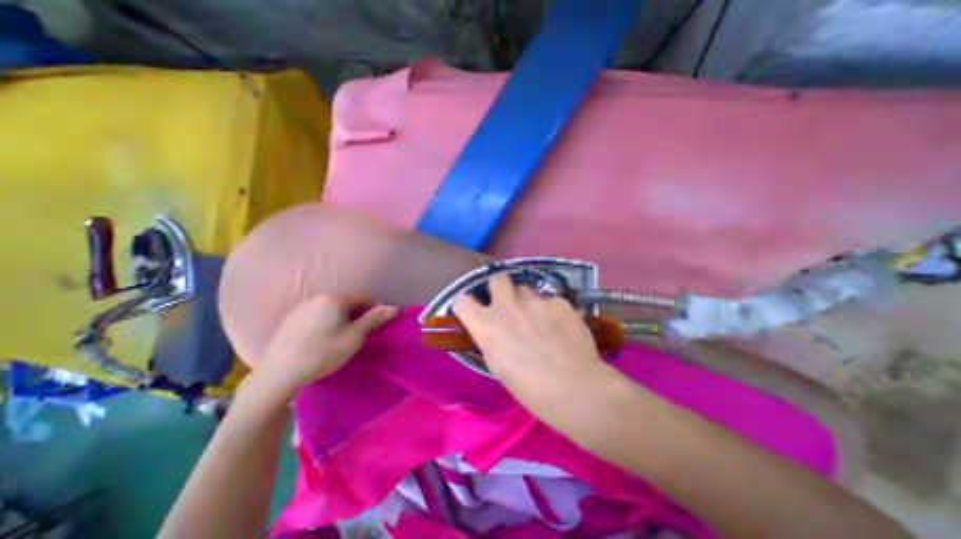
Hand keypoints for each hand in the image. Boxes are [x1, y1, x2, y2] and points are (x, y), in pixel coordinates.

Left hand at [250, 292, 397, 398]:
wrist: (278, 374)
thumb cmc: (323, 353)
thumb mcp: (354, 337)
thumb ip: (374, 319)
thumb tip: (394, 307)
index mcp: (334, 299)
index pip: (362, 297)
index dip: (374, 308)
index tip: (380, 322)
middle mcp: (317, 297)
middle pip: (346, 302)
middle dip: (358, 313)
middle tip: (363, 331)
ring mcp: (301, 308)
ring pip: (331, 308)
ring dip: (342, 317)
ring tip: (345, 335)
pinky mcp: (290, 319)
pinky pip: (317, 315)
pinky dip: (327, 321)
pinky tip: (324, 338)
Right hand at [452, 277, 615, 419]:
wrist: (575, 388)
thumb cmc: (530, 388)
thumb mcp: (498, 365)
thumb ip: (491, 338)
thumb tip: (493, 328)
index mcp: (486, 325)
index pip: (462, 301)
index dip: (466, 305)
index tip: (474, 311)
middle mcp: (507, 305)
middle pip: (497, 278)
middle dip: (500, 287)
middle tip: (509, 303)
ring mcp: (535, 300)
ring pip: (526, 289)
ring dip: (528, 301)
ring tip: (540, 320)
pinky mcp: (559, 301)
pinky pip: (550, 300)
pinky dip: (551, 310)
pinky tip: (561, 328)